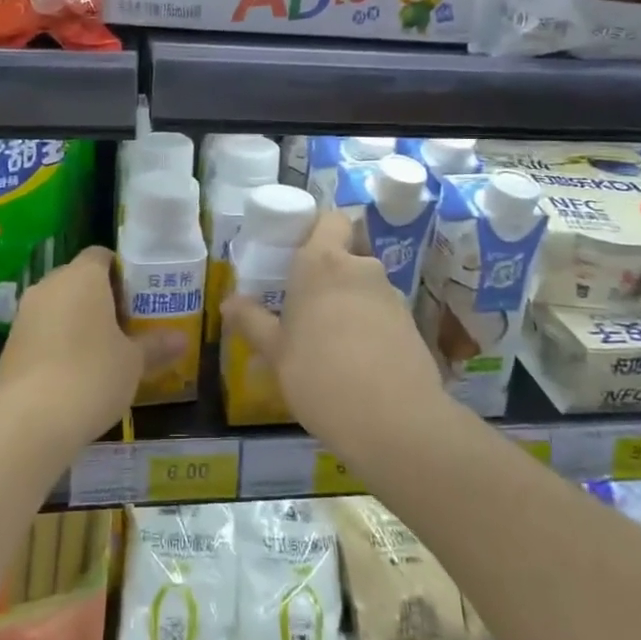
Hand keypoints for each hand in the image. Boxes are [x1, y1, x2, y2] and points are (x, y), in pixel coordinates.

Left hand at [0, 246, 146, 457]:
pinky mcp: (10, 343)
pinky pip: (41, 330)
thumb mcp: (134, 362)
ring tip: (102, 349)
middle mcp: (50, 285)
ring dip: (77, 319)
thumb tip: (182, 339)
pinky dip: (57, 341)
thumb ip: (156, 345)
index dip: (121, 271)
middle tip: (126, 324)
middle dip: (101, 297)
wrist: (30, 421)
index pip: (101, 255)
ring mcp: (24, 313)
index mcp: (83, 276)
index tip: (138, 296)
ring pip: (58, 304)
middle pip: (79, 279)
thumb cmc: (92, 376)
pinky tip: (74, 371)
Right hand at [220, 212, 446, 454]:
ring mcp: (392, 295)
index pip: (330, 219)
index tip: (298, 254)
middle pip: (346, 255)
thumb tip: (229, 302)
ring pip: (365, 286)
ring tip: (331, 342)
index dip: (318, 230)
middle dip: (330, 274)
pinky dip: (371, 327)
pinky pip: (383, 314)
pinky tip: (359, 363)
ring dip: (350, 303)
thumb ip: (252, 322)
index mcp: (322, 263)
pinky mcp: (412, 324)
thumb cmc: (319, 375)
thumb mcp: (275, 352)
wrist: (393, 420)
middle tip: (307, 306)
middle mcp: (360, 268)